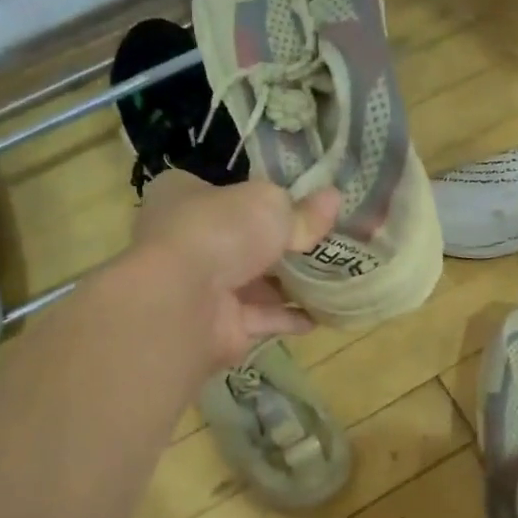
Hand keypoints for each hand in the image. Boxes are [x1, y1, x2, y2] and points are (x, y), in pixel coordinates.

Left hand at [130, 170, 339, 369]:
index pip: (222, 192)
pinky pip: (260, 319)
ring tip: (331, 279)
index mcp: (182, 196)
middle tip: (323, 242)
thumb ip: (302, 210)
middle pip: (241, 240)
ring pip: (251, 283)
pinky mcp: (217, 326)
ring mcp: (199, 287)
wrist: (184, 302)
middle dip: (279, 245)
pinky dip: (287, 318)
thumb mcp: (270, 205)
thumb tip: (334, 199)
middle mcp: (185, 240)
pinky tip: (319, 316)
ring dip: (288, 285)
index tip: (296, 203)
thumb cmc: (219, 232)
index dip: (256, 197)